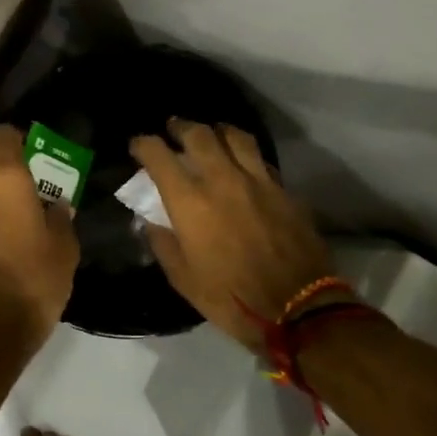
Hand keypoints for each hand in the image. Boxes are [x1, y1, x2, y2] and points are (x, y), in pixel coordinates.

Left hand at [0, 124, 79, 351]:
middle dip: (10, 190)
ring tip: (16, 244)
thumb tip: (56, 206)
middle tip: (33, 213)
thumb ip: (60, 220)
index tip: (33, 153)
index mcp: (3, 182)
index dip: (18, 140)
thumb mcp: (64, 252)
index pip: (4, 137)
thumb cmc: (32, 282)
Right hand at [129, 120, 332, 353]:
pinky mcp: (284, 191)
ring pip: (235, 137)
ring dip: (217, 131)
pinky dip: (245, 154)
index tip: (138, 146)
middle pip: (199, 135)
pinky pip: (260, 160)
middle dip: (181, 127)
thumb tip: (151, 221)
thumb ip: (164, 243)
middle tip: (173, 129)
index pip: (159, 156)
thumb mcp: (183, 279)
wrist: (298, 309)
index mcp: (190, 202)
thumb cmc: (231, 298)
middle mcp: (222, 181)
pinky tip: (242, 163)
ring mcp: (258, 182)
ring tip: (211, 134)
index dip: (144, 145)